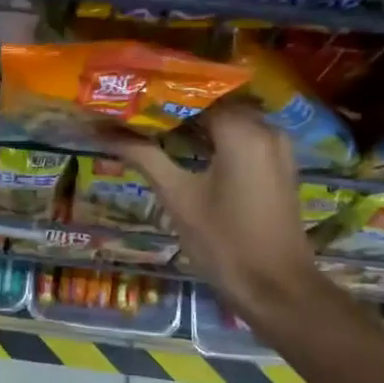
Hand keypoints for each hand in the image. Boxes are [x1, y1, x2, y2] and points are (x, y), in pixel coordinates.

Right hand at [118, 102, 327, 325]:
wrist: (277, 289)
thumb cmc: (224, 243)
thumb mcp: (178, 197)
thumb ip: (144, 157)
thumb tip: (104, 131)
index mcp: (242, 131)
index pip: (195, 93)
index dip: (159, 94)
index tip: (128, 96)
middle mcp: (266, 129)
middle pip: (213, 104)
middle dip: (174, 108)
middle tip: (133, 111)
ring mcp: (277, 148)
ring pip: (229, 121)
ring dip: (194, 124)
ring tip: (151, 128)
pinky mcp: (279, 166)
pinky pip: (243, 139)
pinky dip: (214, 140)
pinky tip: (184, 150)